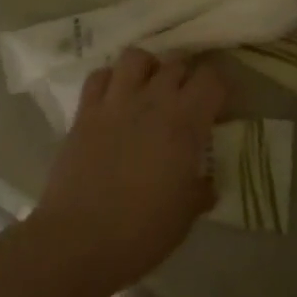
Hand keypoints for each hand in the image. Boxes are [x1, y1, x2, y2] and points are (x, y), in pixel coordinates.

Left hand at [30, 49, 224, 294]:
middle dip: (185, 76)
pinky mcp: (85, 110)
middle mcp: (152, 100)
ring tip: (148, 88)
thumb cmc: (141, 232)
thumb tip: (206, 182)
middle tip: (185, 100)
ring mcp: (115, 101)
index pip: (211, 79)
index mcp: (184, 123)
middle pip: (176, 63)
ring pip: (136, 56)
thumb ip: (200, 190)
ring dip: (147, 67)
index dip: (218, 86)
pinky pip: (99, 75)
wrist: (78, 240)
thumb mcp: (184, 216)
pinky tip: (114, 98)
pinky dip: (110, 79)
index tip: (217, 106)